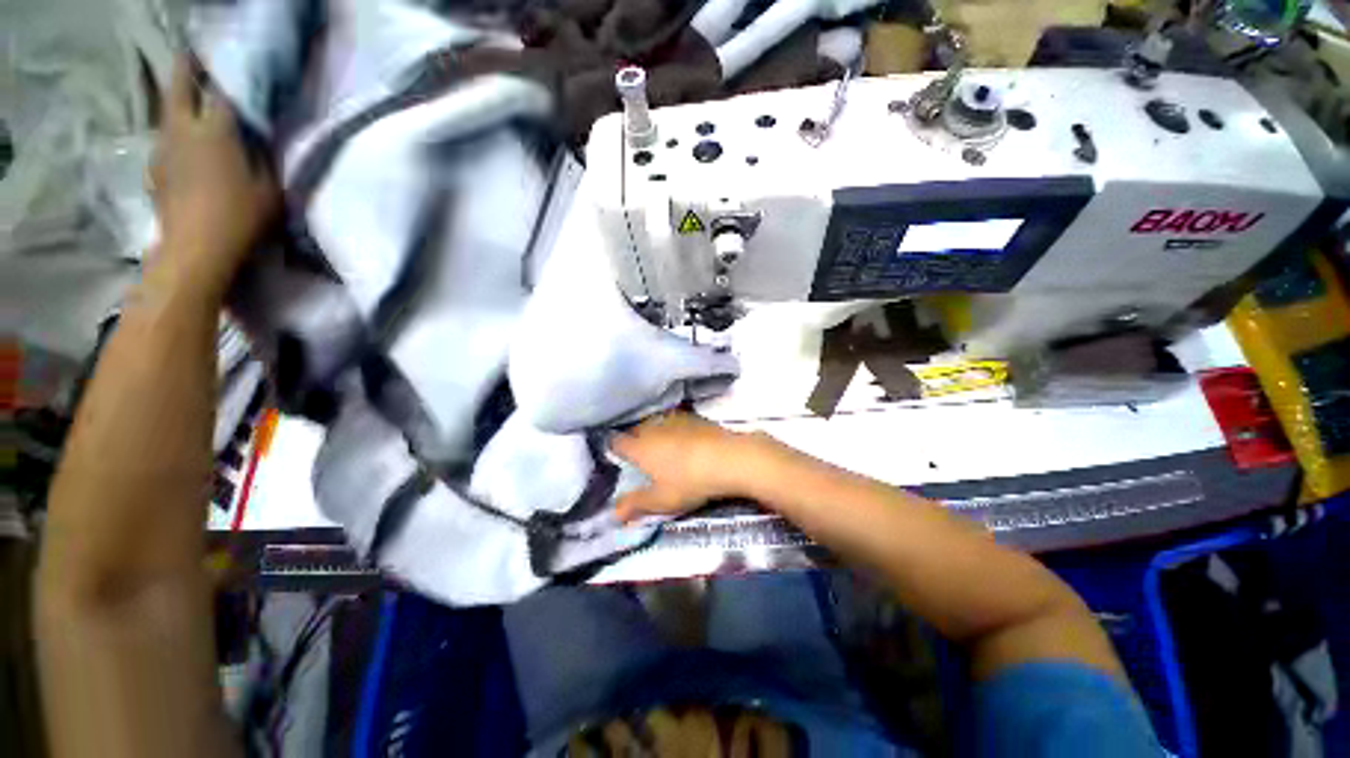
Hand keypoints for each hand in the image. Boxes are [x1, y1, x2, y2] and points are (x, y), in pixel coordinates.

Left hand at [148, 55, 277, 295]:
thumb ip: (263, 158)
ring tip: (190, 102)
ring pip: (168, 111)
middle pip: (179, 85)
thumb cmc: (241, 218)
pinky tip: (184, 145)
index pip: (221, 90)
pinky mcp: (154, 167)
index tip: (236, 74)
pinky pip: (165, 139)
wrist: (195, 250)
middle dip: (186, 68)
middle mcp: (184, 129)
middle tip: (194, 59)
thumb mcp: (270, 189)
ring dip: (179, 102)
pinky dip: (175, 134)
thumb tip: (257, 138)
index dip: (229, 77)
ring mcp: (163, 147)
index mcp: (216, 130)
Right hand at [610, 413, 767, 522]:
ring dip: (654, 432)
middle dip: (634, 440)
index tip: (617, 456)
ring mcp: (674, 420)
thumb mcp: (661, 500)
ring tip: (661, 445)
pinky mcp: (693, 417)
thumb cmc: (689, 481)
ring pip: (655, 423)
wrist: (728, 458)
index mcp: (639, 447)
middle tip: (639, 454)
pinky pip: (675, 421)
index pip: (617, 442)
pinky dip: (674, 428)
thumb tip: (613, 513)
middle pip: (636, 430)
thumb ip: (635, 505)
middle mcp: (652, 428)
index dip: (614, 448)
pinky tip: (684, 439)